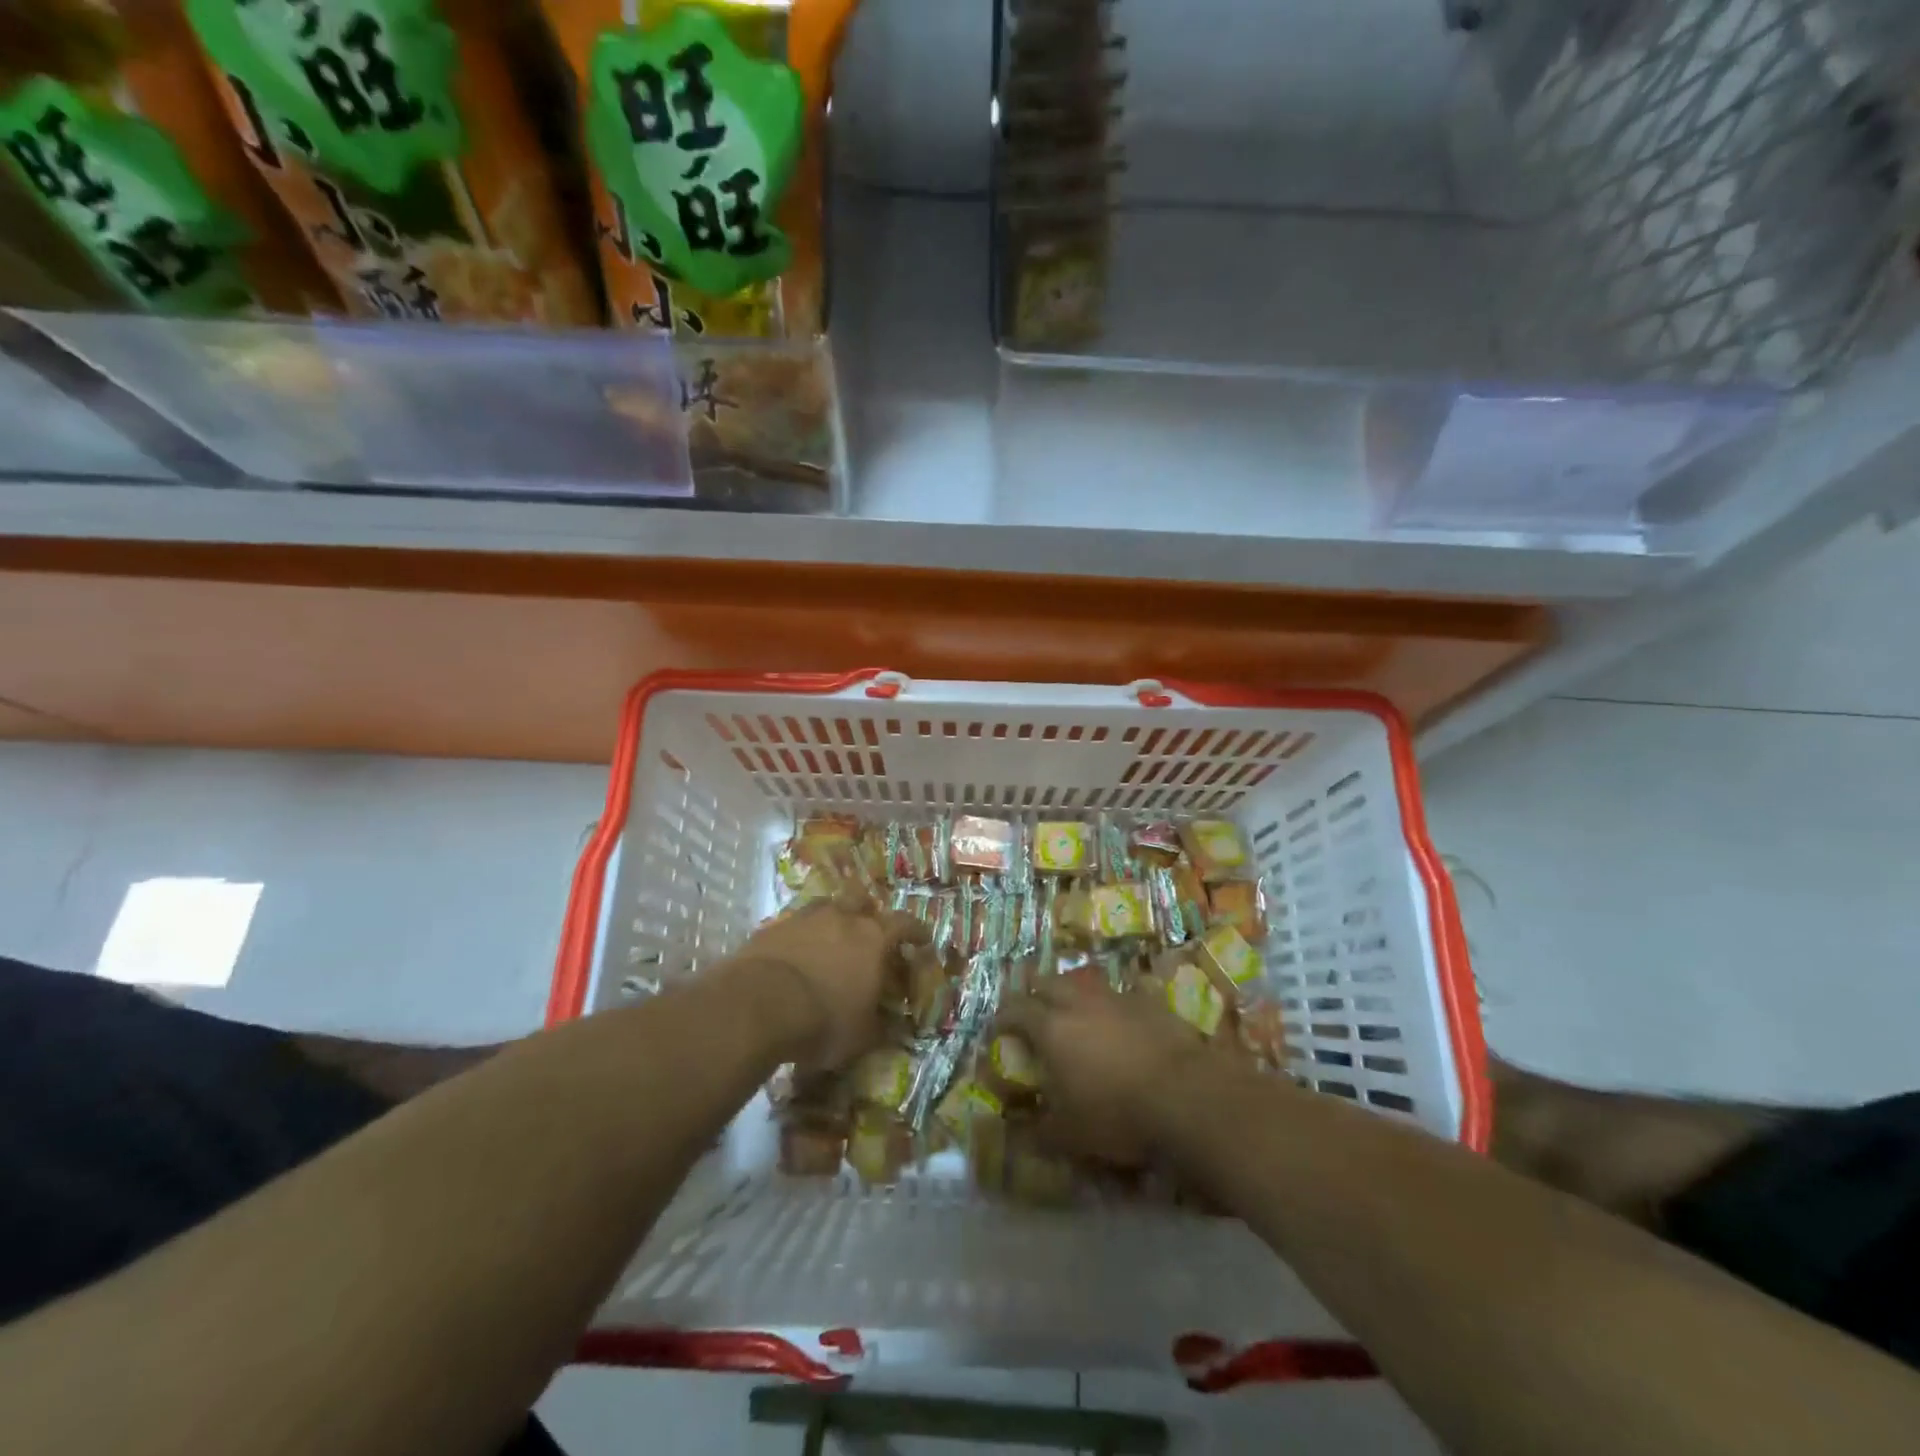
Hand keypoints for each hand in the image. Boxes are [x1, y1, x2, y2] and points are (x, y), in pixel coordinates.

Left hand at [727, 892, 927, 1067]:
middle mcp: (842, 917)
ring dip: (831, 920)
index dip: (916, 930)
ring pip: (825, 907)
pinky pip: (793, 924)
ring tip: (828, 940)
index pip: (905, 924)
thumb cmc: (823, 1020)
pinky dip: (798, 936)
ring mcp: (804, 918)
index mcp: (873, 938)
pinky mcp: (771, 927)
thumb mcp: (861, 1036)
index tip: (921, 939)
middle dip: (867, 914)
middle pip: (862, 901)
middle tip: (867, 932)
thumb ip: (879, 1026)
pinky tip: (794, 955)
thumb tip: (892, 1026)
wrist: (758, 1004)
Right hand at [998, 972, 1208, 1166]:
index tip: (998, 1030)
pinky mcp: (1148, 1002)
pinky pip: (1120, 994)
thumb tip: (1012, 1132)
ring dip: (1072, 994)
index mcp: (1050, 1028)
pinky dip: (1112, 1005)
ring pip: (1083, 983)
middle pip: (1046, 982)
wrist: (1186, 1095)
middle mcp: (1078, 1002)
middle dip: (1034, 992)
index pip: (1014, 1010)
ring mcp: (1115, 997)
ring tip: (1074, 1012)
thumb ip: (1035, 1131)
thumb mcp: (1069, 1135)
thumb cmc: (1117, 1115)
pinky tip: (1119, 1021)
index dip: (1002, 1018)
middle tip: (1032, 1010)